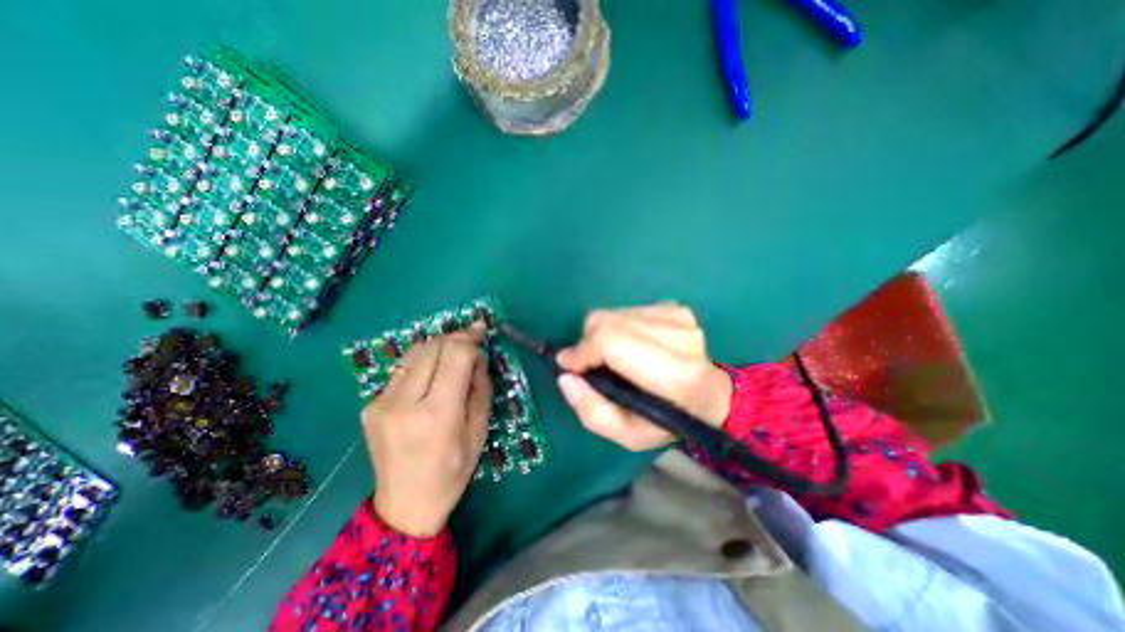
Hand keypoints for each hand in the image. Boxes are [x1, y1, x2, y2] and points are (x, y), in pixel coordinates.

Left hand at [364, 327, 490, 538]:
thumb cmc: (453, 471)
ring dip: (437, 346)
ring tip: (453, 353)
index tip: (481, 328)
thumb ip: (480, 387)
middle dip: (454, 337)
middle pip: (431, 347)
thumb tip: (477, 356)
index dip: (470, 337)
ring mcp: (381, 403)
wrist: (405, 505)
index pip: (455, 356)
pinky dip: (422, 363)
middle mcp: (404, 403)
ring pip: (413, 353)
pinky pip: (402, 370)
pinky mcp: (370, 406)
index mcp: (438, 414)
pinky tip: (431, 375)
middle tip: (470, 339)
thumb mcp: (479, 431)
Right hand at [556, 304, 734, 450]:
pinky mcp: (675, 307)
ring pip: (613, 313)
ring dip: (603, 334)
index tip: (571, 366)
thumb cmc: (668, 421)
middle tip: (591, 364)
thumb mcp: (628, 435)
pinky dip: (618, 326)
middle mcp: (679, 337)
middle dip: (588, 341)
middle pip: (607, 321)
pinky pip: (627, 310)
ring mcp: (679, 317)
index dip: (583, 350)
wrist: (709, 396)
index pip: (611, 341)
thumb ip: (591, 411)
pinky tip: (632, 344)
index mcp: (674, 374)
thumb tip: (566, 376)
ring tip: (616, 357)